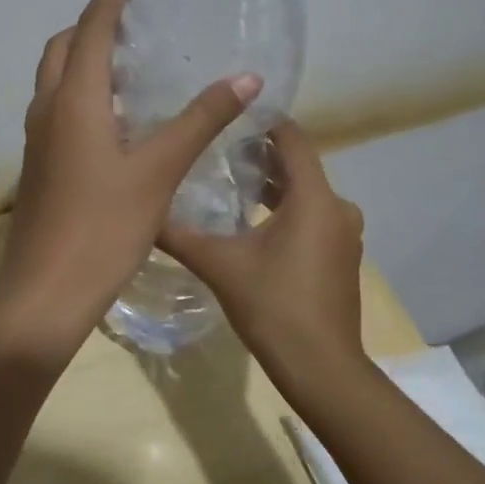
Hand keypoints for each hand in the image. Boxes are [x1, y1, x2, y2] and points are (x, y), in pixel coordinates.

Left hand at [0, 0, 262, 365]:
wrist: (46, 290)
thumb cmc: (103, 226)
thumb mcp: (159, 171)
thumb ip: (200, 122)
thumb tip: (246, 79)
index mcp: (74, 101)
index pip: (90, 32)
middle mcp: (48, 111)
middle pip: (61, 50)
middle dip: (89, 26)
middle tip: (130, 21)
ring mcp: (38, 141)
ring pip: (55, 81)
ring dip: (81, 60)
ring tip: (126, 62)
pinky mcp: (40, 166)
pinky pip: (57, 110)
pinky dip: (80, 93)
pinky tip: (115, 118)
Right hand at [160, 119, 366, 382]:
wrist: (321, 367)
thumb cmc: (273, 306)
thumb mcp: (219, 265)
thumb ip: (179, 234)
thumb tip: (141, 212)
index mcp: (314, 198)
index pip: (292, 138)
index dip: (262, 122)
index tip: (226, 115)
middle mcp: (337, 207)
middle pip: (298, 165)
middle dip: (259, 156)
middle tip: (215, 150)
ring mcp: (344, 234)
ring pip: (306, 194)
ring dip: (272, 186)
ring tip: (228, 183)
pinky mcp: (341, 256)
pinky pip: (313, 217)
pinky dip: (286, 211)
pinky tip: (251, 223)